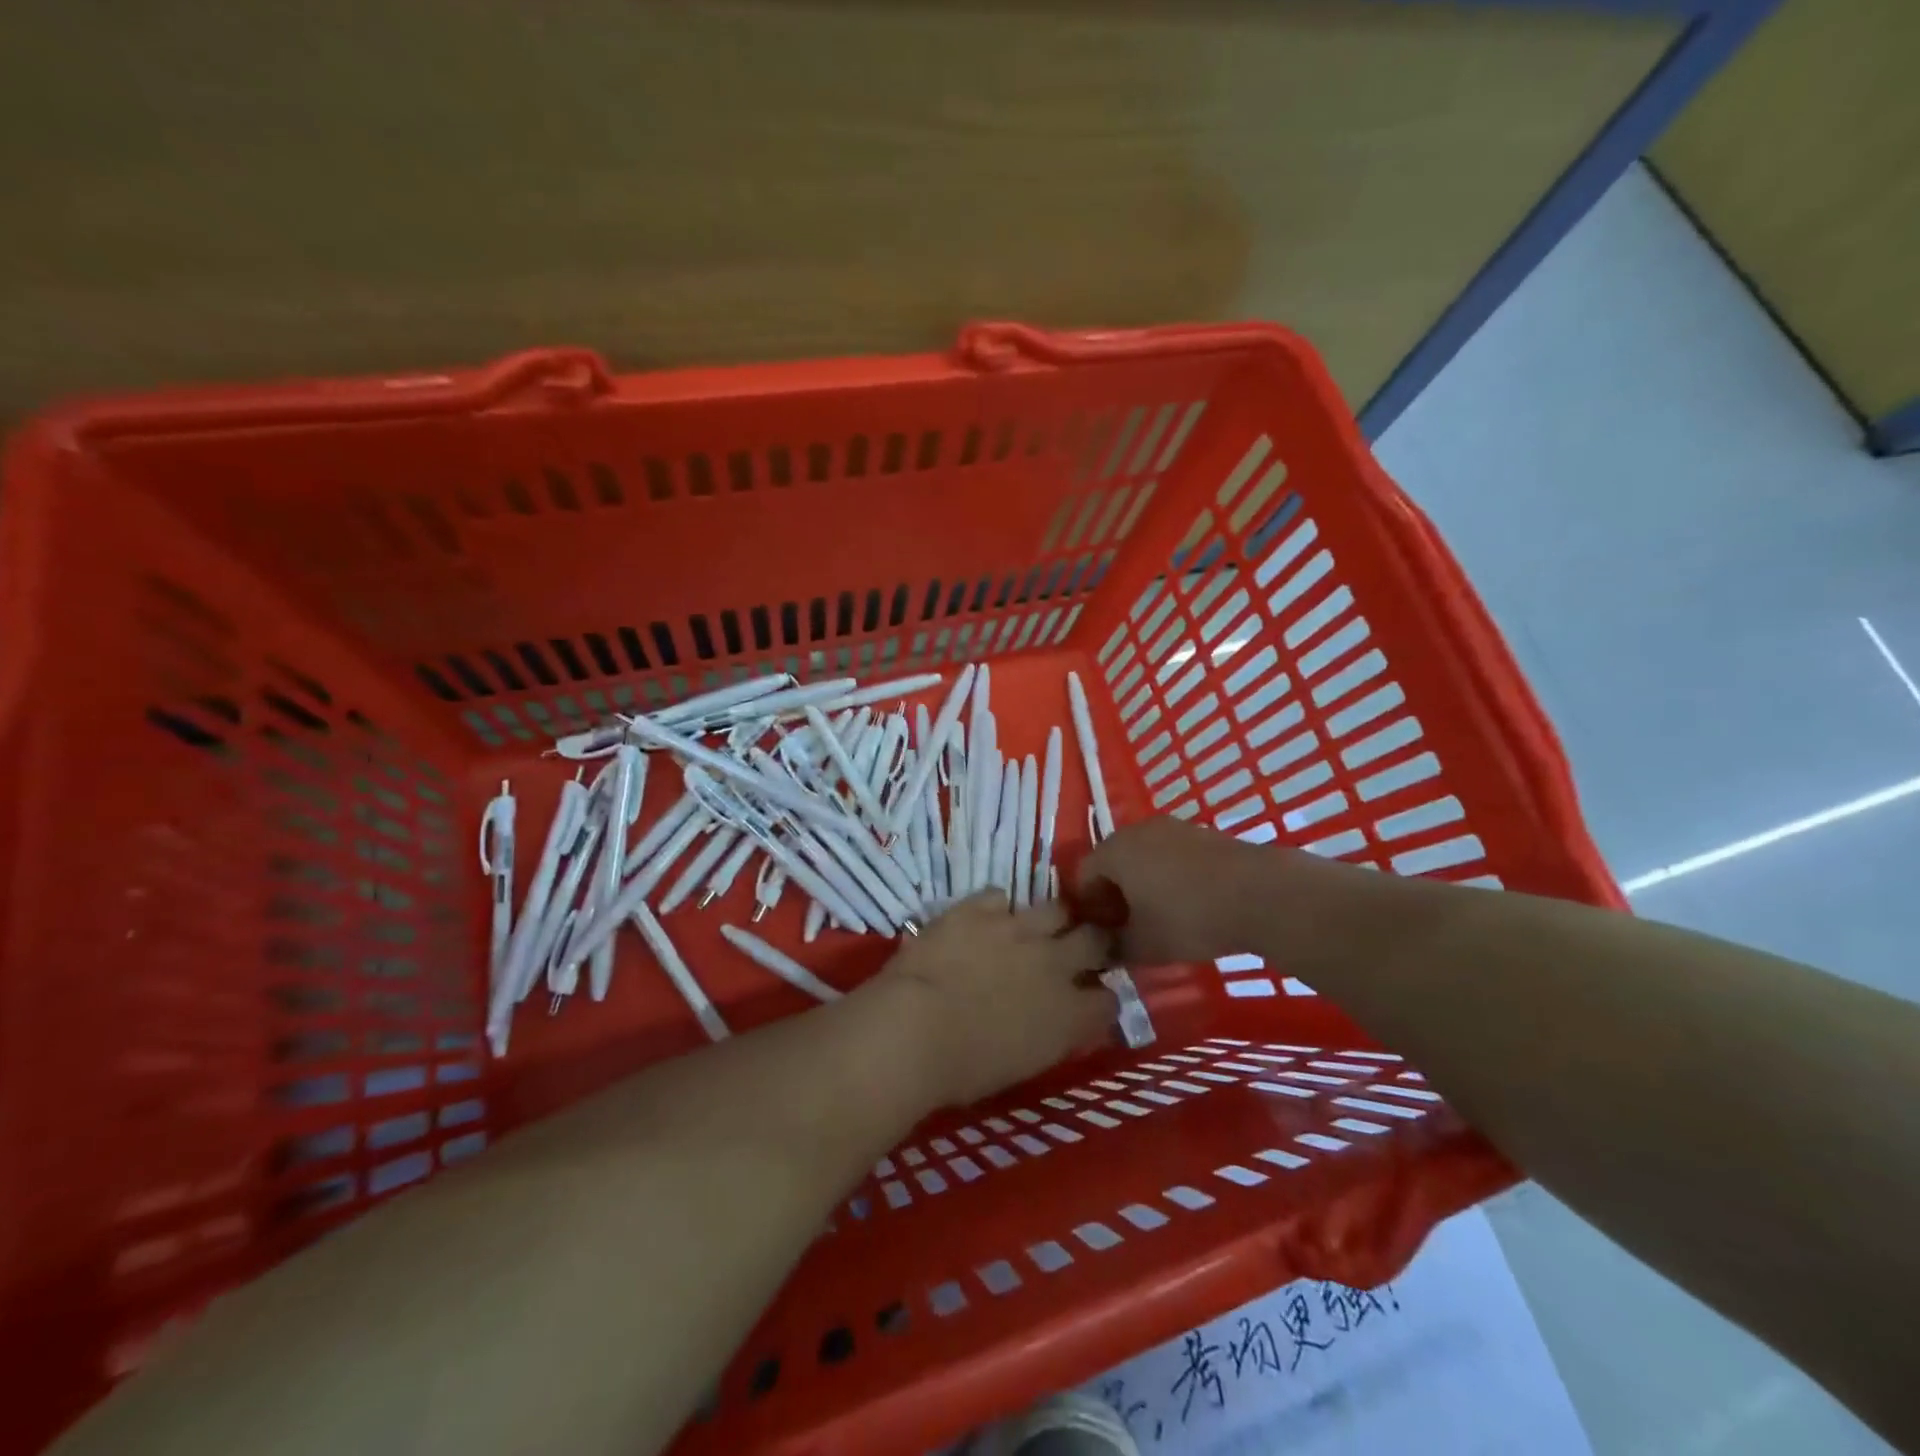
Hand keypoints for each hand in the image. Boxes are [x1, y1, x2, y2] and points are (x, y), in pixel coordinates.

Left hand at [857, 892, 1114, 1107]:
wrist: (915, 1029)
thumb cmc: (964, 1069)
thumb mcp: (1024, 1065)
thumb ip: (1051, 1035)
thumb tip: (1058, 1022)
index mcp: (1070, 1014)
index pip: (1109, 1000)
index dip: (1101, 998)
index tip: (1090, 999)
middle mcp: (1055, 963)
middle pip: (1096, 938)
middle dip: (1093, 942)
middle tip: (1078, 949)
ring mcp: (1018, 928)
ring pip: (1056, 907)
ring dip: (1051, 919)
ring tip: (1035, 928)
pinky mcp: (979, 907)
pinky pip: (1000, 896)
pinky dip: (996, 909)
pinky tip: (985, 920)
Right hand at [1077, 816, 1265, 964]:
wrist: (1261, 893)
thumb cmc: (1189, 917)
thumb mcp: (1144, 945)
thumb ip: (1115, 949)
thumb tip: (1103, 952)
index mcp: (1114, 851)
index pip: (1082, 875)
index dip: (1087, 907)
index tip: (1100, 934)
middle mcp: (1137, 830)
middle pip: (1112, 862)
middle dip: (1113, 894)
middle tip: (1126, 926)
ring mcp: (1172, 828)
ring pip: (1143, 857)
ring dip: (1142, 884)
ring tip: (1158, 916)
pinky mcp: (1202, 833)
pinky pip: (1170, 854)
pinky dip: (1168, 875)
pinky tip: (1187, 903)